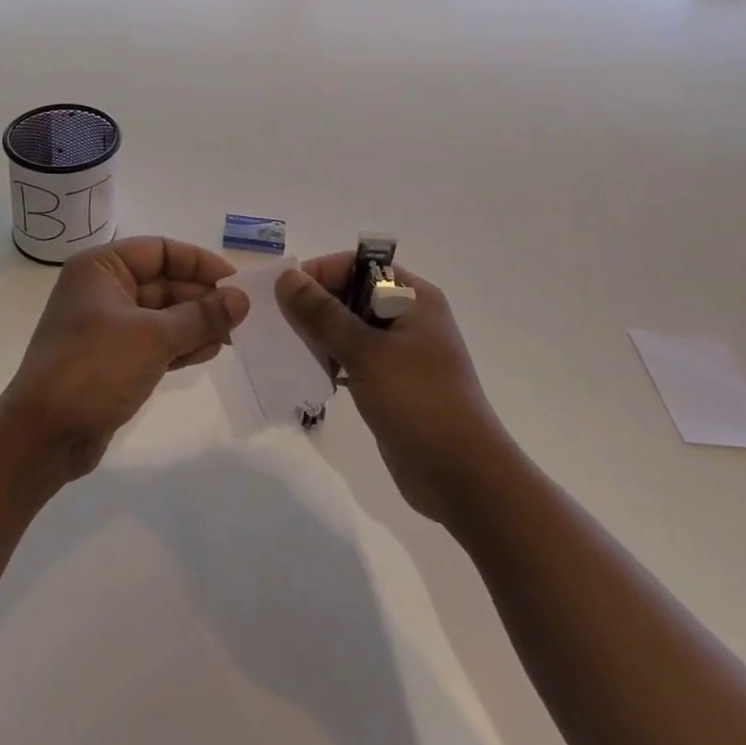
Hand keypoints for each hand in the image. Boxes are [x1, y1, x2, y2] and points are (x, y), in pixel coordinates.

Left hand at [0, 237, 248, 481]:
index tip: (234, 281)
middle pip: (163, 282)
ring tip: (228, 339)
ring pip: (162, 314)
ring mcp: (106, 326)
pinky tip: (208, 352)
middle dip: (200, 298)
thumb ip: (201, 316)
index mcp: (101, 268)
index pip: (159, 250)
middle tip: (238, 316)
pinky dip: (180, 345)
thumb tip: (242, 298)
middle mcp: (102, 290)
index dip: (198, 262)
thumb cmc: (94, 369)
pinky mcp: (112, 359)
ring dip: (194, 323)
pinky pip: (154, 341)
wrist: (42, 437)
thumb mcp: (154, 337)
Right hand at [276, 254, 501, 522]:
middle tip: (282, 328)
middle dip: (315, 307)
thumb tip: (286, 277)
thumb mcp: (366, 352)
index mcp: (412, 296)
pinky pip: (353, 358)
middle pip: (350, 294)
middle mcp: (407, 315)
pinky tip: (311, 377)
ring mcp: (400, 351)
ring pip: (348, 328)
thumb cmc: (419, 402)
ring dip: (320, 337)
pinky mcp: (391, 382)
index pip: (357, 265)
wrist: (463, 479)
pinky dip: (331, 362)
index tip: (284, 297)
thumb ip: (323, 314)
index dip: (320, 274)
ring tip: (292, 354)